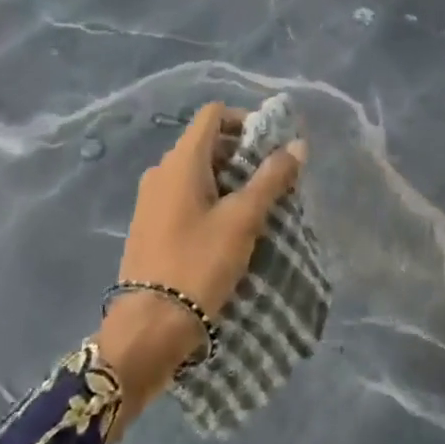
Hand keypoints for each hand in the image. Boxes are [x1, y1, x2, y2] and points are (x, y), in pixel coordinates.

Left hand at [97, 101, 305, 426]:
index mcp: (181, 160)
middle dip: (241, 154)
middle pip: (206, 142)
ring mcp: (150, 199)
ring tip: (253, 208)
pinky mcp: (148, 224)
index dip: (244, 120)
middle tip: (270, 181)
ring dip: (227, 178)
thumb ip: (271, 178)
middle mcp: (161, 170)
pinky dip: (208, 198)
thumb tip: (297, 144)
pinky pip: (183, 194)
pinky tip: (226, 229)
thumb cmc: (198, 264)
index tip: (270, 147)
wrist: (147, 329)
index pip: (213, 114)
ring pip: (195, 170)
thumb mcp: (243, 220)